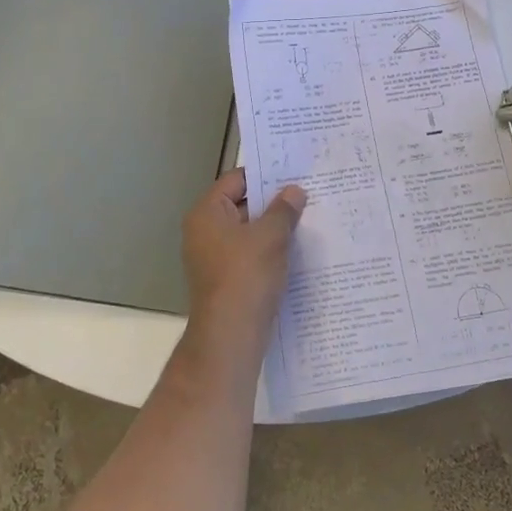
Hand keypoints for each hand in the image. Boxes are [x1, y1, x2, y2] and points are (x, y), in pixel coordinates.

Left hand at [180, 169, 306, 355]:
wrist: (231, 335)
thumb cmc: (246, 275)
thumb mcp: (271, 236)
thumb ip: (284, 209)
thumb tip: (294, 191)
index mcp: (207, 213)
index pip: (236, 180)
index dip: (265, 175)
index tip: (294, 174)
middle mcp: (204, 232)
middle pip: (242, 205)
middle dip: (273, 203)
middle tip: (306, 196)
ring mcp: (213, 258)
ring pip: (248, 233)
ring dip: (274, 229)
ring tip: (307, 221)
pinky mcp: (226, 280)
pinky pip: (250, 256)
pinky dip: (270, 252)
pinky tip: (296, 252)